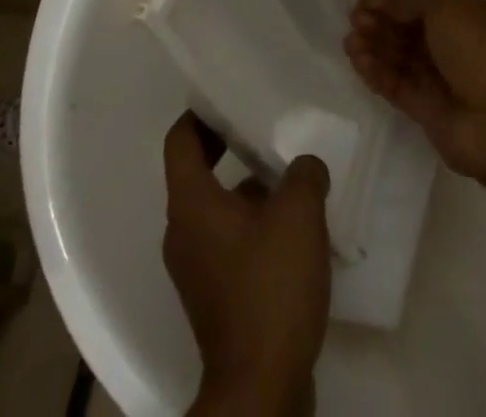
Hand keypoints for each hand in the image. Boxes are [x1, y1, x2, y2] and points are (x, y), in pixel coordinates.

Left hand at [162, 112, 331, 413]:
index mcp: (190, 203)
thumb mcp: (299, 213)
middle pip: (196, 172)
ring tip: (288, 178)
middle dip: (228, 147)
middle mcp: (182, 232)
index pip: (180, 140)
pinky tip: (291, 231)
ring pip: (215, 209)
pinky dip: (250, 226)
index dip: (200, 114)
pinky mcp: (214, 298)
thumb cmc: (270, 287)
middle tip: (263, 129)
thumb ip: (304, 174)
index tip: (228, 98)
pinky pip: (226, 242)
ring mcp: (195, 269)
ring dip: (245, 190)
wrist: (261, 387)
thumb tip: (305, 166)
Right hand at [344, 0, 485, 187]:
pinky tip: (357, 60)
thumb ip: (409, 0)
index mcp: (468, 16)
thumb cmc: (482, 51)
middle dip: (381, 22)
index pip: (424, 3)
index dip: (393, 0)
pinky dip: (376, 72)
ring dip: (374, 46)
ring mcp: (441, 79)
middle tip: (354, 19)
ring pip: (400, 57)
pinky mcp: (426, 110)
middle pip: (409, 29)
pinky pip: (396, 84)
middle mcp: (455, 45)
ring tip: (350, 41)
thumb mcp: (448, 6)